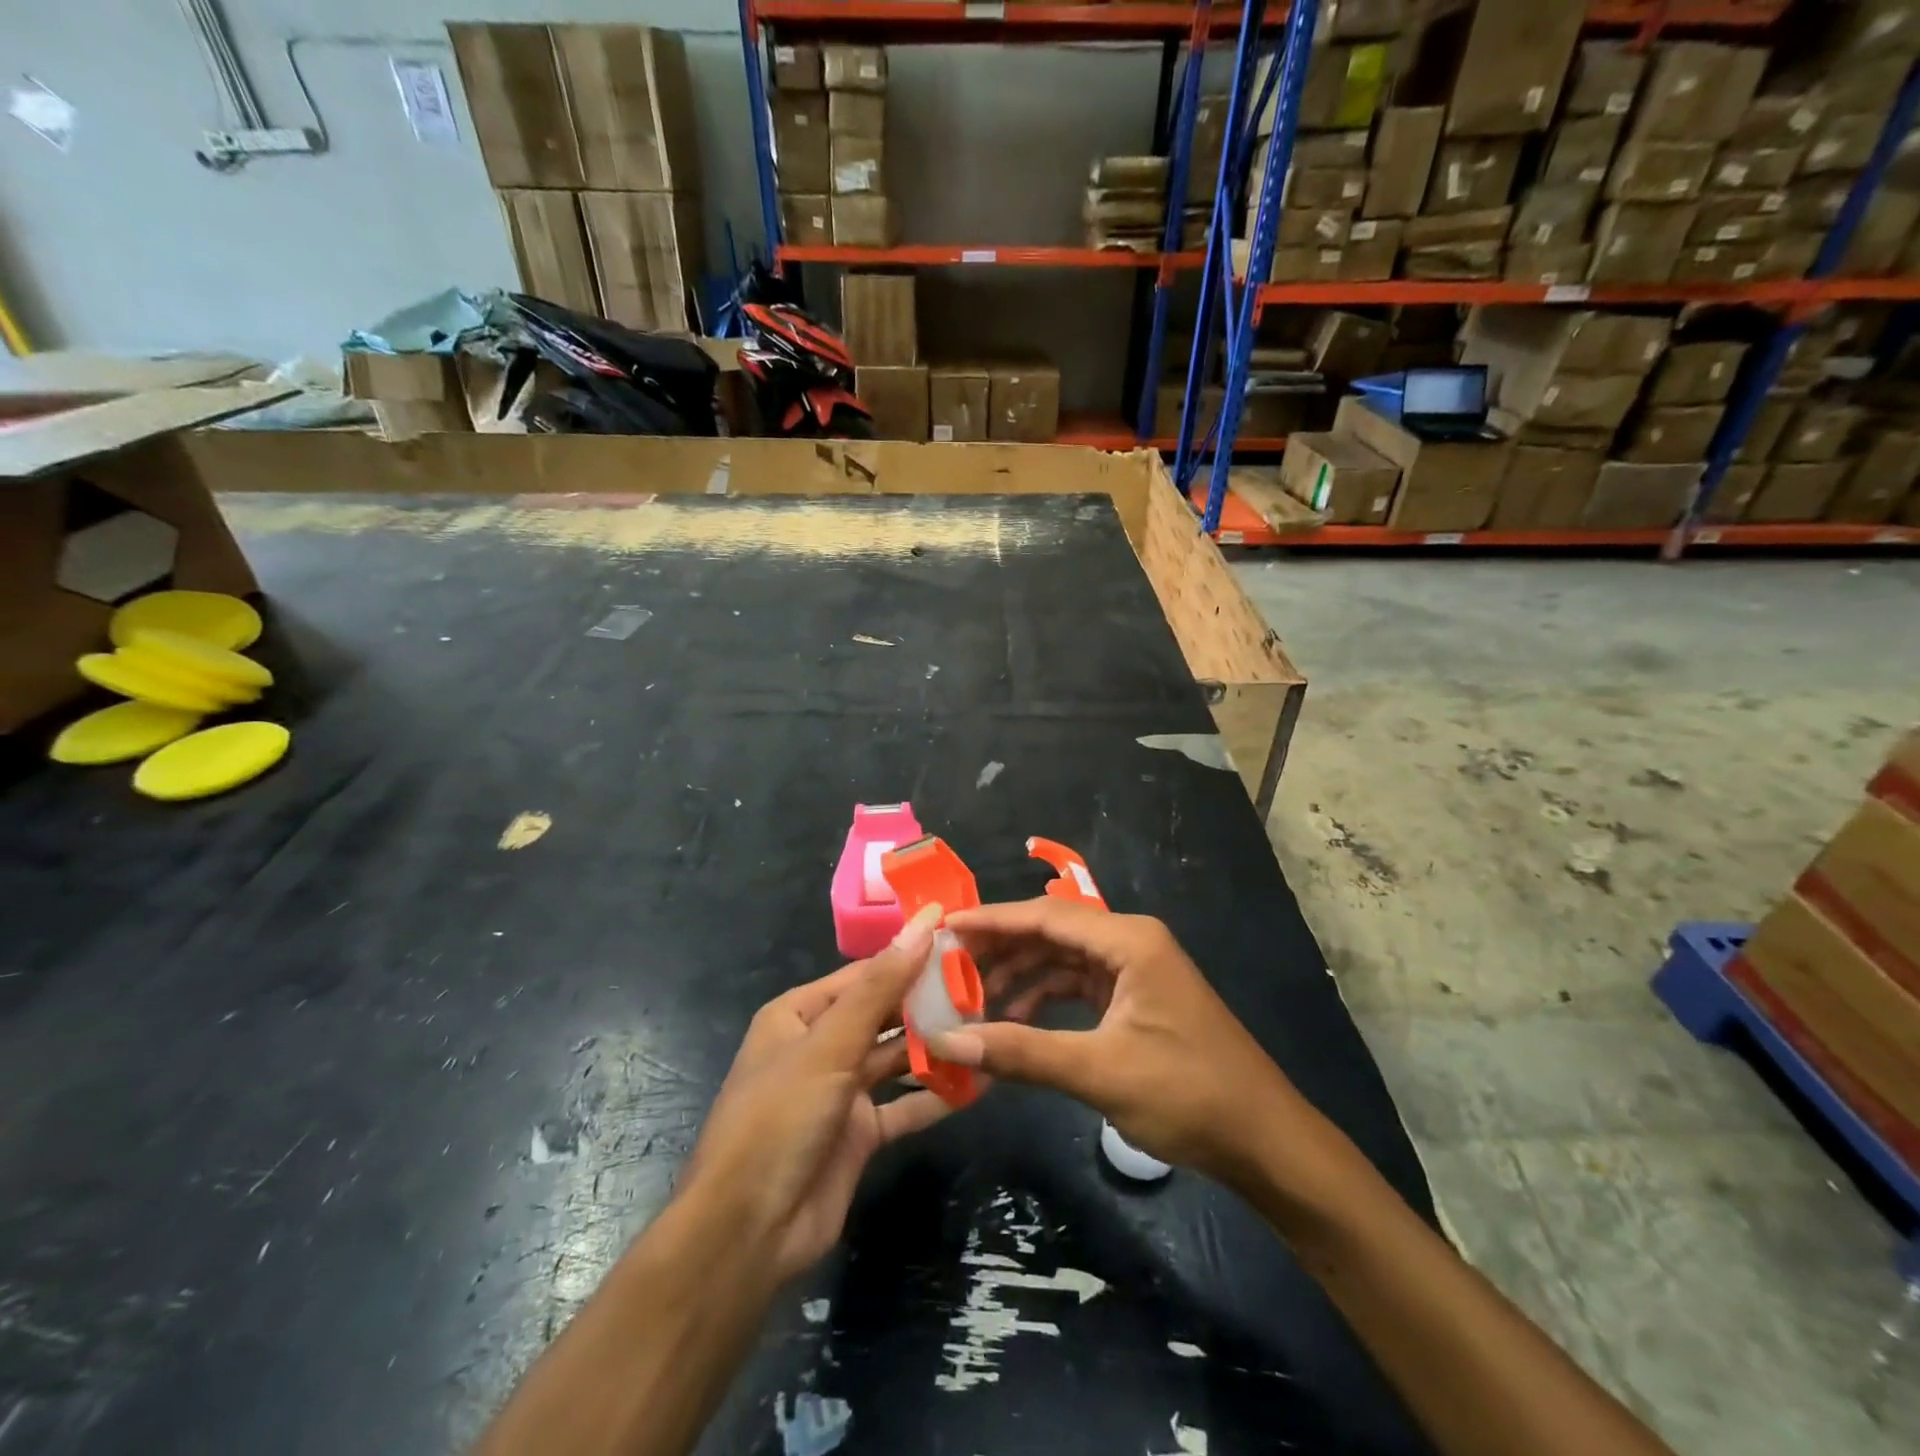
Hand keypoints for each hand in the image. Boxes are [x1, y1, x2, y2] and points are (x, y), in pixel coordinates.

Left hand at [678, 904, 953, 1283]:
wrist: (747, 1233)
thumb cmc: (780, 1118)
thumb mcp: (830, 1045)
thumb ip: (880, 987)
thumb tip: (922, 926)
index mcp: (799, 1015)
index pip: (864, 974)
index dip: (908, 956)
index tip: (959, 941)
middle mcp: (820, 1046)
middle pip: (883, 1014)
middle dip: (928, 1002)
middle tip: (986, 985)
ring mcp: (841, 1092)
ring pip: (897, 1058)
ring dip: (937, 1046)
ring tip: (990, 1026)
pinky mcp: (859, 1134)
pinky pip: (905, 1105)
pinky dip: (937, 1095)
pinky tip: (980, 1083)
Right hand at [929, 899, 1302, 1186]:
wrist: (1265, 1142)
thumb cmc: (1188, 1095)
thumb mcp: (1099, 1072)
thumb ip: (1021, 1052)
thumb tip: (947, 1042)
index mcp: (1129, 941)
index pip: (1045, 916)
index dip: (992, 920)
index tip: (944, 925)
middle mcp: (1132, 942)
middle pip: (1052, 932)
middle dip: (1001, 948)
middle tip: (948, 965)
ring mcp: (1137, 969)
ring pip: (1064, 959)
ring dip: (1021, 975)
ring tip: (973, 999)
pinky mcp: (1138, 997)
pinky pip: (1080, 983)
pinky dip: (1046, 996)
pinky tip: (1016, 1018)